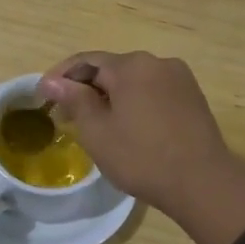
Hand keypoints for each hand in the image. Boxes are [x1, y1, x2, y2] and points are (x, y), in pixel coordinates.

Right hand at [39, 51, 244, 243]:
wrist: (202, 182)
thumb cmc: (142, 157)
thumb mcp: (97, 131)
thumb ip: (74, 99)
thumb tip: (51, 81)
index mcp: (131, 65)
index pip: (86, 61)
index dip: (60, 77)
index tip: (42, 97)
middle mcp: (157, 62)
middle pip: (111, 68)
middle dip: (85, 88)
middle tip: (65, 115)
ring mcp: (179, 78)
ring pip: (133, 81)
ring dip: (110, 96)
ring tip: (95, 123)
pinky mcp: (192, 97)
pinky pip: (153, 91)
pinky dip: (133, 102)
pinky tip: (127, 126)